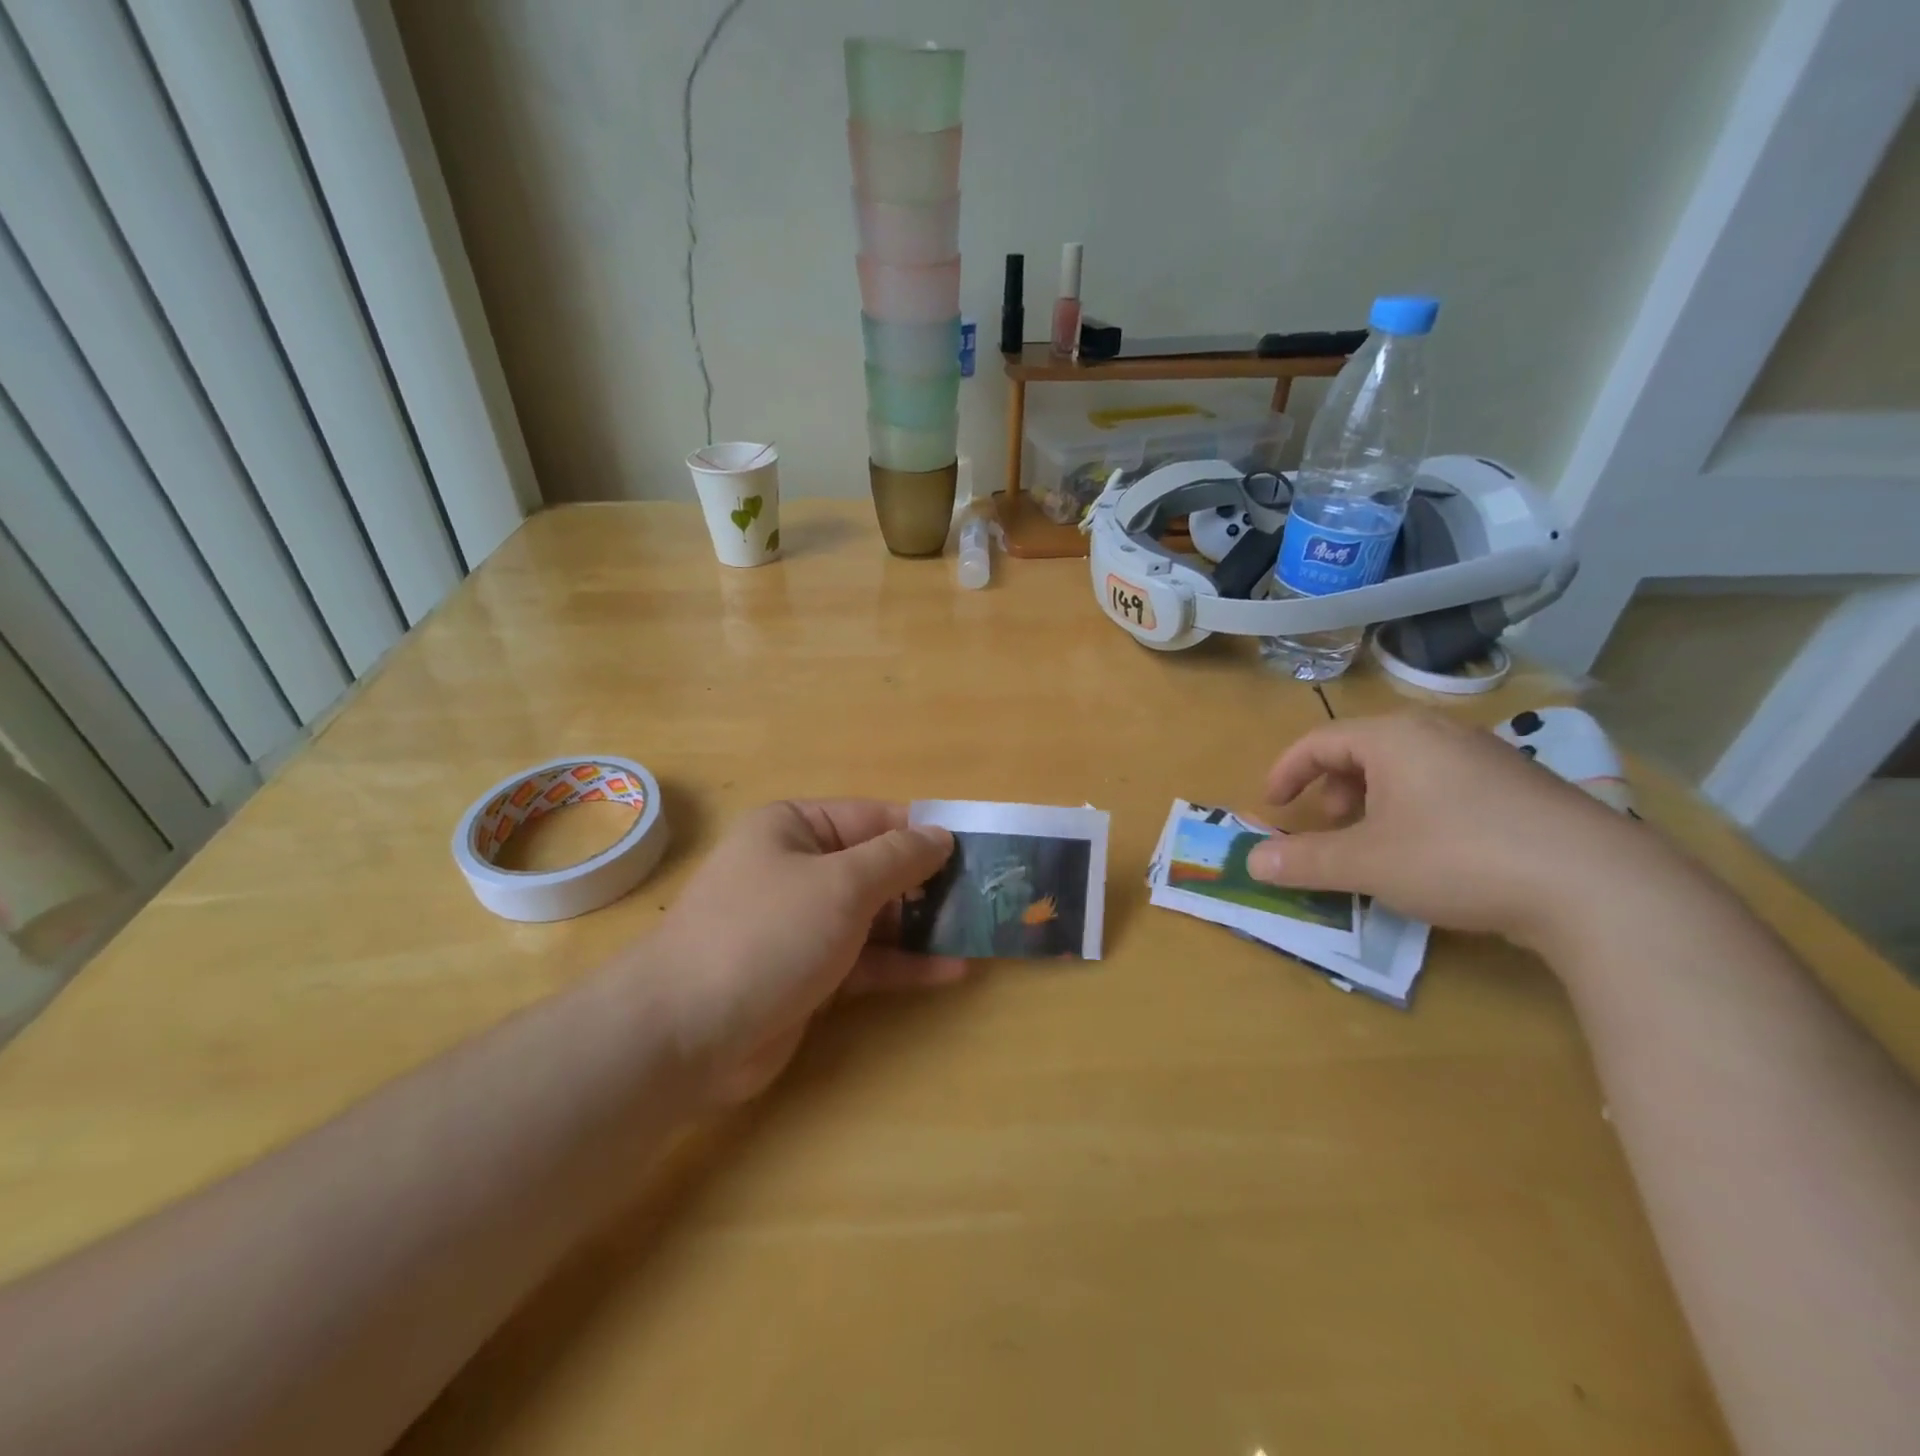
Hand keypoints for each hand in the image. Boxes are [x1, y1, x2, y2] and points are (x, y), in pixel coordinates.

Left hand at [646, 800, 964, 1105]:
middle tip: (987, 897)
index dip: (925, 834)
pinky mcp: (807, 974)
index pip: (874, 818)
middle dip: (929, 884)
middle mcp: (798, 869)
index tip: (977, 852)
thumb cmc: (766, 934)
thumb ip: (898, 858)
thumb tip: (941, 834)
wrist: (685, 1034)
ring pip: (875, 917)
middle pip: (877, 868)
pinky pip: (865, 960)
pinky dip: (904, 964)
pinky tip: (952, 970)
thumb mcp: (841, 884)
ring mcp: (802, 924)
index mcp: (795, 828)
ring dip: (923, 926)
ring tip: (979, 932)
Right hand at [1248, 712, 1658, 948]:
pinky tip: (1432, 852)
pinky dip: (1416, 809)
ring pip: (1407, 768)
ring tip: (1375, 841)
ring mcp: (1488, 758)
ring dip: (1374, 800)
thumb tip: (1252, 863)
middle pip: (1364, 749)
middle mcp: (1440, 734)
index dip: (1287, 772)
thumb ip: (1305, 861)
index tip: (1273, 806)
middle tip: (1326, 823)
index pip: (1319, 741)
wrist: (1597, 886)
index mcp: (1395, 737)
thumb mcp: (1367, 864)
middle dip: (1333, 787)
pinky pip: (1446, 785)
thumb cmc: (1458, 857)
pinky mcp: (1522, 788)